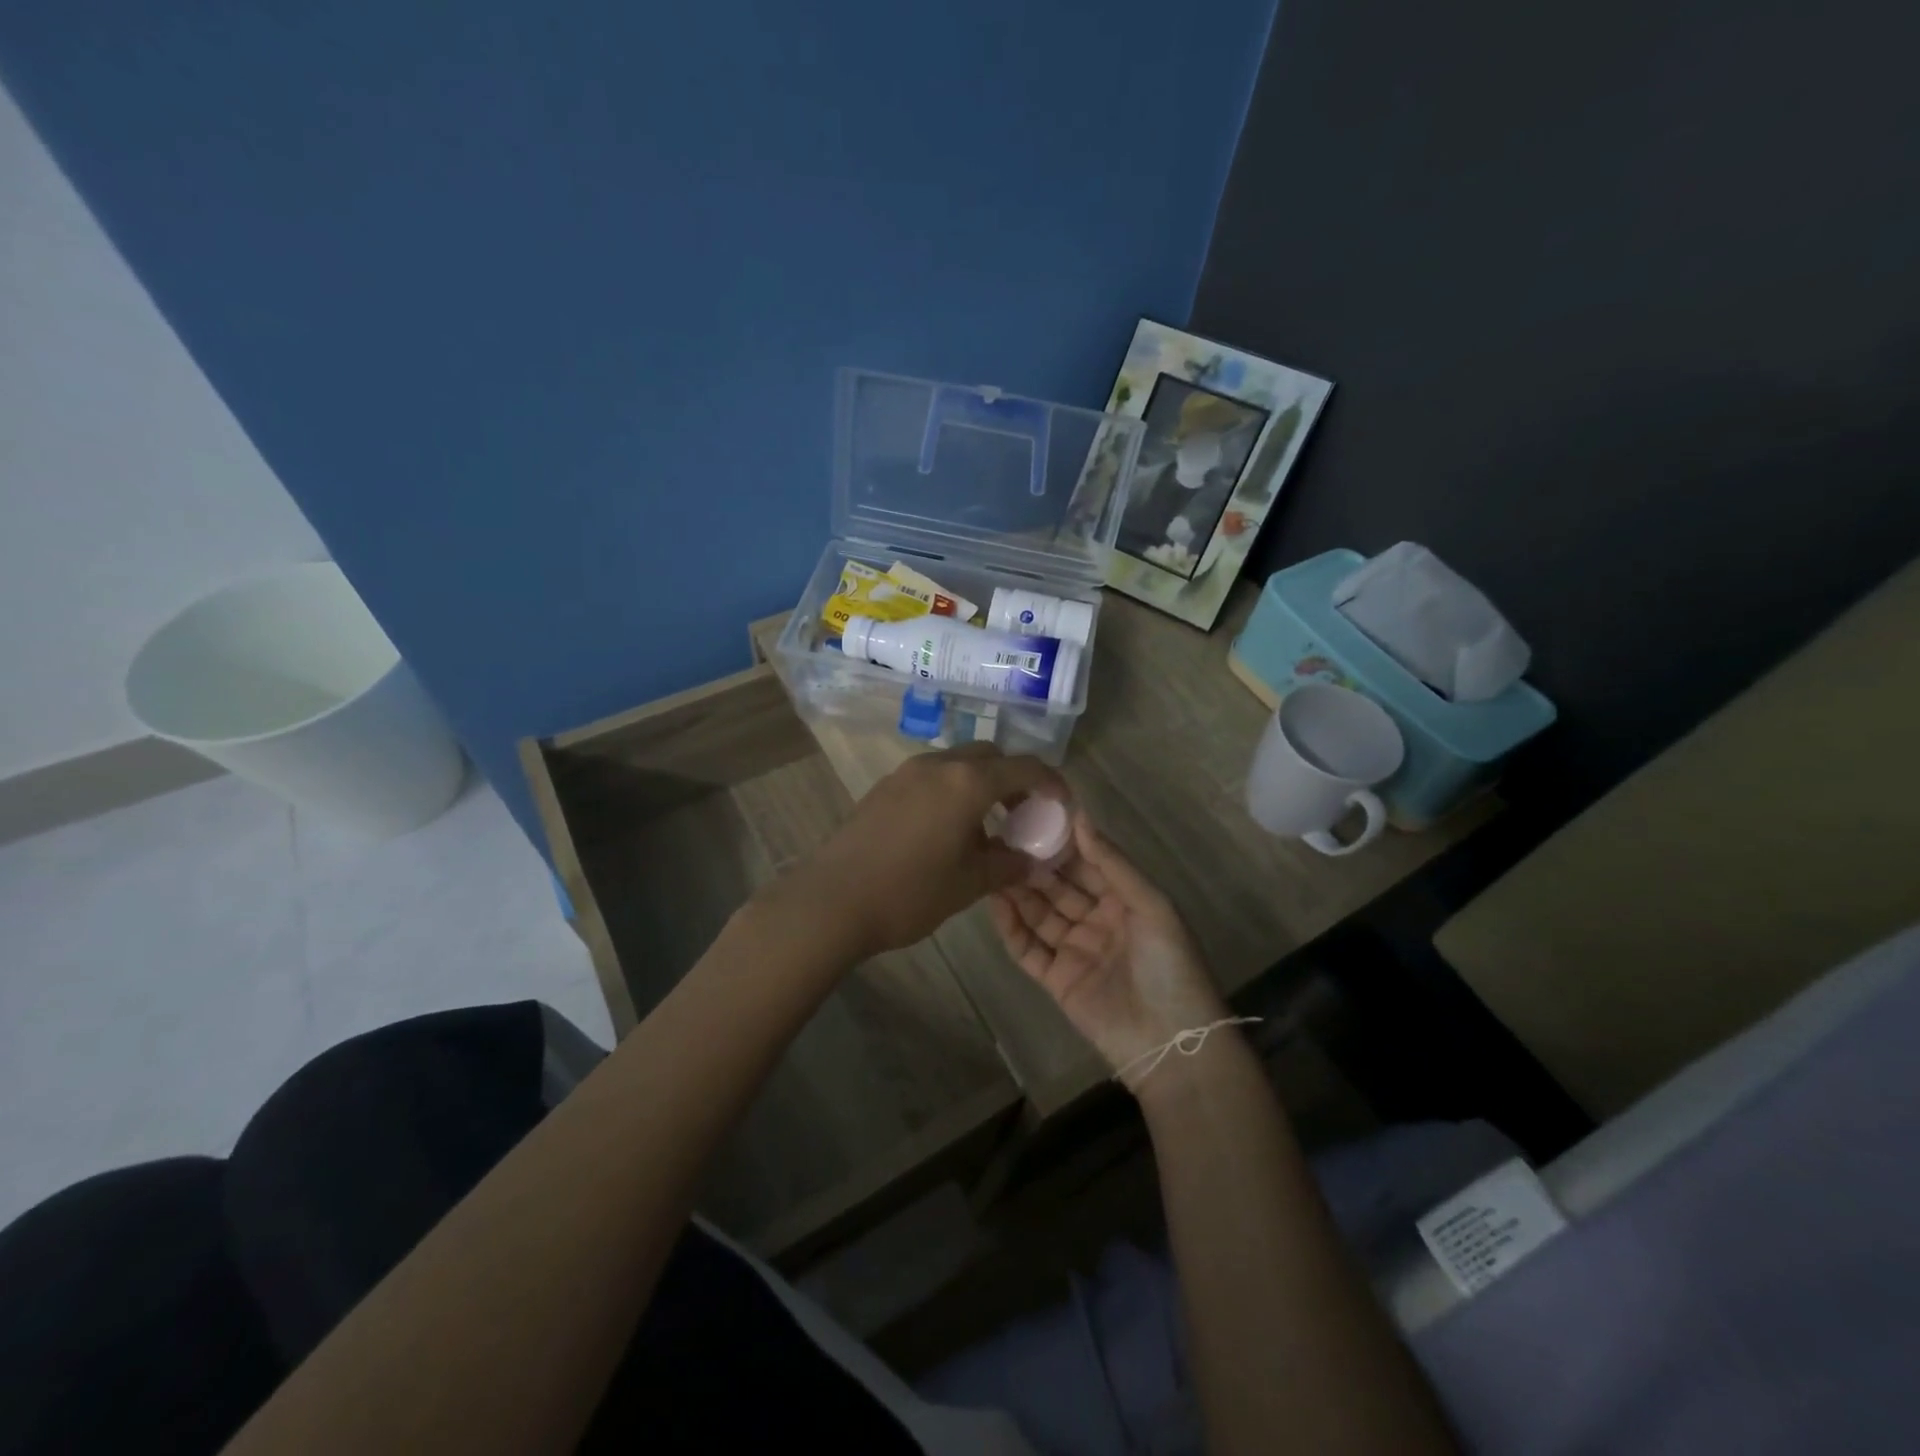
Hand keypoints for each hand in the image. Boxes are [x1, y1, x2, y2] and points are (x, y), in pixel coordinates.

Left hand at [792, 744, 1066, 957]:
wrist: (832, 901)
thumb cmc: (909, 892)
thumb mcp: (969, 884)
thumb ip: (1007, 865)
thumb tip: (1030, 860)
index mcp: (967, 782)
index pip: (1024, 767)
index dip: (1051, 782)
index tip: (1062, 804)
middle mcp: (938, 765)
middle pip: (989, 756)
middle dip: (1014, 778)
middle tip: (1024, 813)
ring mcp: (906, 773)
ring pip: (958, 764)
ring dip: (981, 784)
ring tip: (986, 826)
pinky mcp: (884, 787)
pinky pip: (932, 777)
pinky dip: (952, 791)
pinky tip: (948, 830)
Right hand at [989, 812, 1229, 1086]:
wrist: (1169, 1042)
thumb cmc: (1169, 965)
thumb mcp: (1151, 906)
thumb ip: (1112, 863)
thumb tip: (1080, 816)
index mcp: (1126, 901)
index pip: (1088, 864)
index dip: (1063, 843)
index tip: (1033, 817)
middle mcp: (1098, 921)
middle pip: (1059, 887)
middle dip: (1034, 865)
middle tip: (1002, 839)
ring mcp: (1076, 950)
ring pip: (1040, 915)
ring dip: (1019, 892)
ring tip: (992, 866)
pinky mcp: (1056, 979)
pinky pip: (1029, 948)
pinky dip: (1012, 928)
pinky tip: (995, 904)